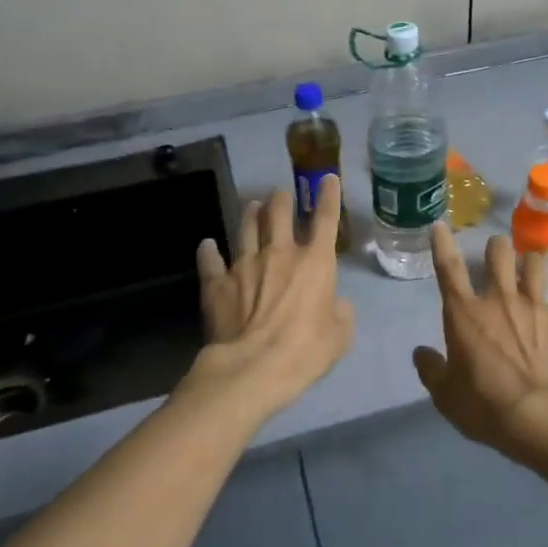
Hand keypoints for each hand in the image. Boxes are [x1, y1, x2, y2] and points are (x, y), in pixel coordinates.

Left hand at [190, 178, 354, 416]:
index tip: (328, 179)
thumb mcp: (340, 336)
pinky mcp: (217, 283)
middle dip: (281, 199)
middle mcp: (280, 253)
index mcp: (315, 262)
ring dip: (250, 214)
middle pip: (279, 214)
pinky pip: (210, 260)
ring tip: (251, 205)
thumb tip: (335, 303)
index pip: (326, 219)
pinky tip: (206, 244)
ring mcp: (244, 265)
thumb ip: (341, 313)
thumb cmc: (305, 350)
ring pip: (246, 228)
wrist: (253, 367)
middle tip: (281, 194)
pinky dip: (208, 251)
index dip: (329, 196)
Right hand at [412, 222, 547, 465]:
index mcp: (465, 314)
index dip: (442, 244)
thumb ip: (432, 371)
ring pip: (538, 266)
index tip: (441, 226)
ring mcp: (538, 307)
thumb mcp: (446, 397)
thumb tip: (421, 353)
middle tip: (499, 253)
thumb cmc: (486, 407)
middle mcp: (501, 300)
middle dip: (498, 247)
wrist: (544, 416)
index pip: (449, 269)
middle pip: (500, 254)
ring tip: (534, 270)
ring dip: (534, 265)